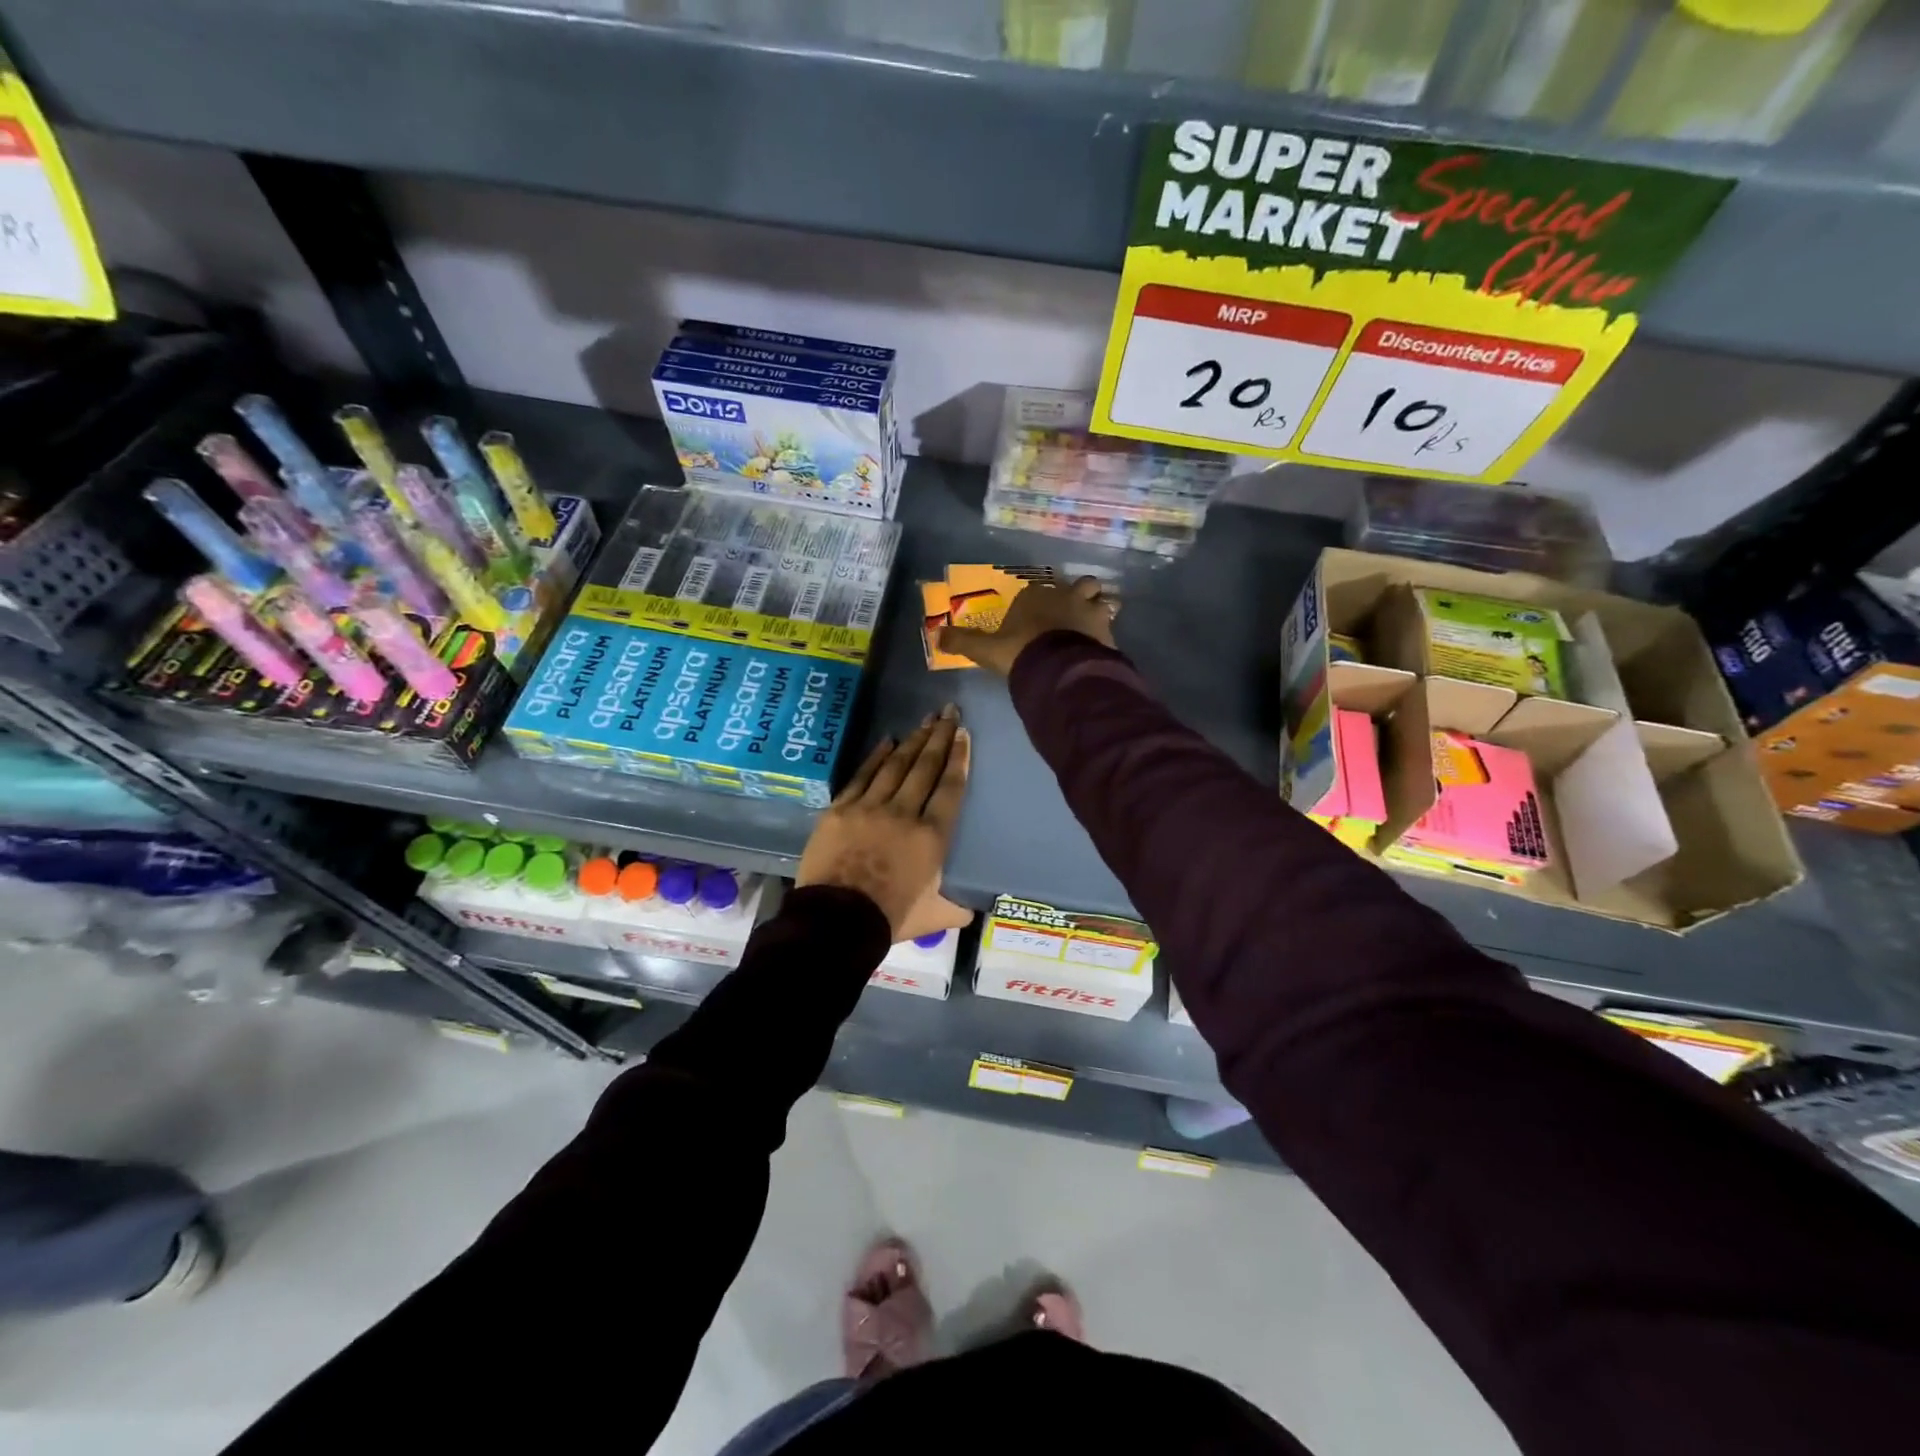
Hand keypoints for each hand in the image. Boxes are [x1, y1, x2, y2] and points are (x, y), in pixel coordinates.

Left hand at [796, 706, 971, 941]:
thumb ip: (955, 908)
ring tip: (925, 720)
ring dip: (913, 741)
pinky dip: (876, 756)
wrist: (836, 921)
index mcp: (932, 837)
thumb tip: (970, 910)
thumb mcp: (933, 917)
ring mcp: (870, 807)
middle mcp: (904, 813)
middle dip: (939, 737)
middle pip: (925, 767)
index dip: (959, 758)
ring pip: (896, 765)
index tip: (963, 734)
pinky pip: (862, 775)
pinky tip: (888, 740)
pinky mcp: (841, 809)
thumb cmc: (889, 918)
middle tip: (949, 712)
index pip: (950, 788)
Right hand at [936, 575, 1117, 676]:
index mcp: (1036, 594)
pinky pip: (1111, 628)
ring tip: (1091, 630)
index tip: (1035, 617)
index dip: (1038, 600)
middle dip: (1079, 595)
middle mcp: (1066, 595)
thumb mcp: (986, 649)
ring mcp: (1090, 611)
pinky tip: (1100, 650)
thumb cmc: (1020, 652)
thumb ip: (963, 641)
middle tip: (1072, 614)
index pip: (1039, 588)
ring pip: (1102, 601)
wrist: (1059, 670)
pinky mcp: (1108, 632)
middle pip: (1081, 585)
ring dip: (1098, 611)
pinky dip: (1105, 636)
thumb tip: (937, 636)